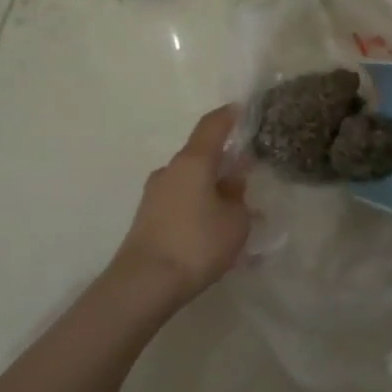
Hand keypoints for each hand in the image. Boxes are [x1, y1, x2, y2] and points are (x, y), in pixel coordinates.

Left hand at [110, 106, 251, 307]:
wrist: (144, 283)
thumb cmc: (197, 244)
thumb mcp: (235, 221)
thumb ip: (238, 197)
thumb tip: (230, 184)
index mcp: (193, 162)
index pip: (212, 126)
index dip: (228, 116)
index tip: (242, 109)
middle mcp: (170, 171)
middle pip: (201, 156)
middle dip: (224, 163)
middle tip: (247, 178)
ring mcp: (154, 194)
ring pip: (190, 182)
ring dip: (211, 190)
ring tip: (233, 214)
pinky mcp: (147, 218)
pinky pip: (181, 203)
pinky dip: (198, 208)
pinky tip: (213, 232)